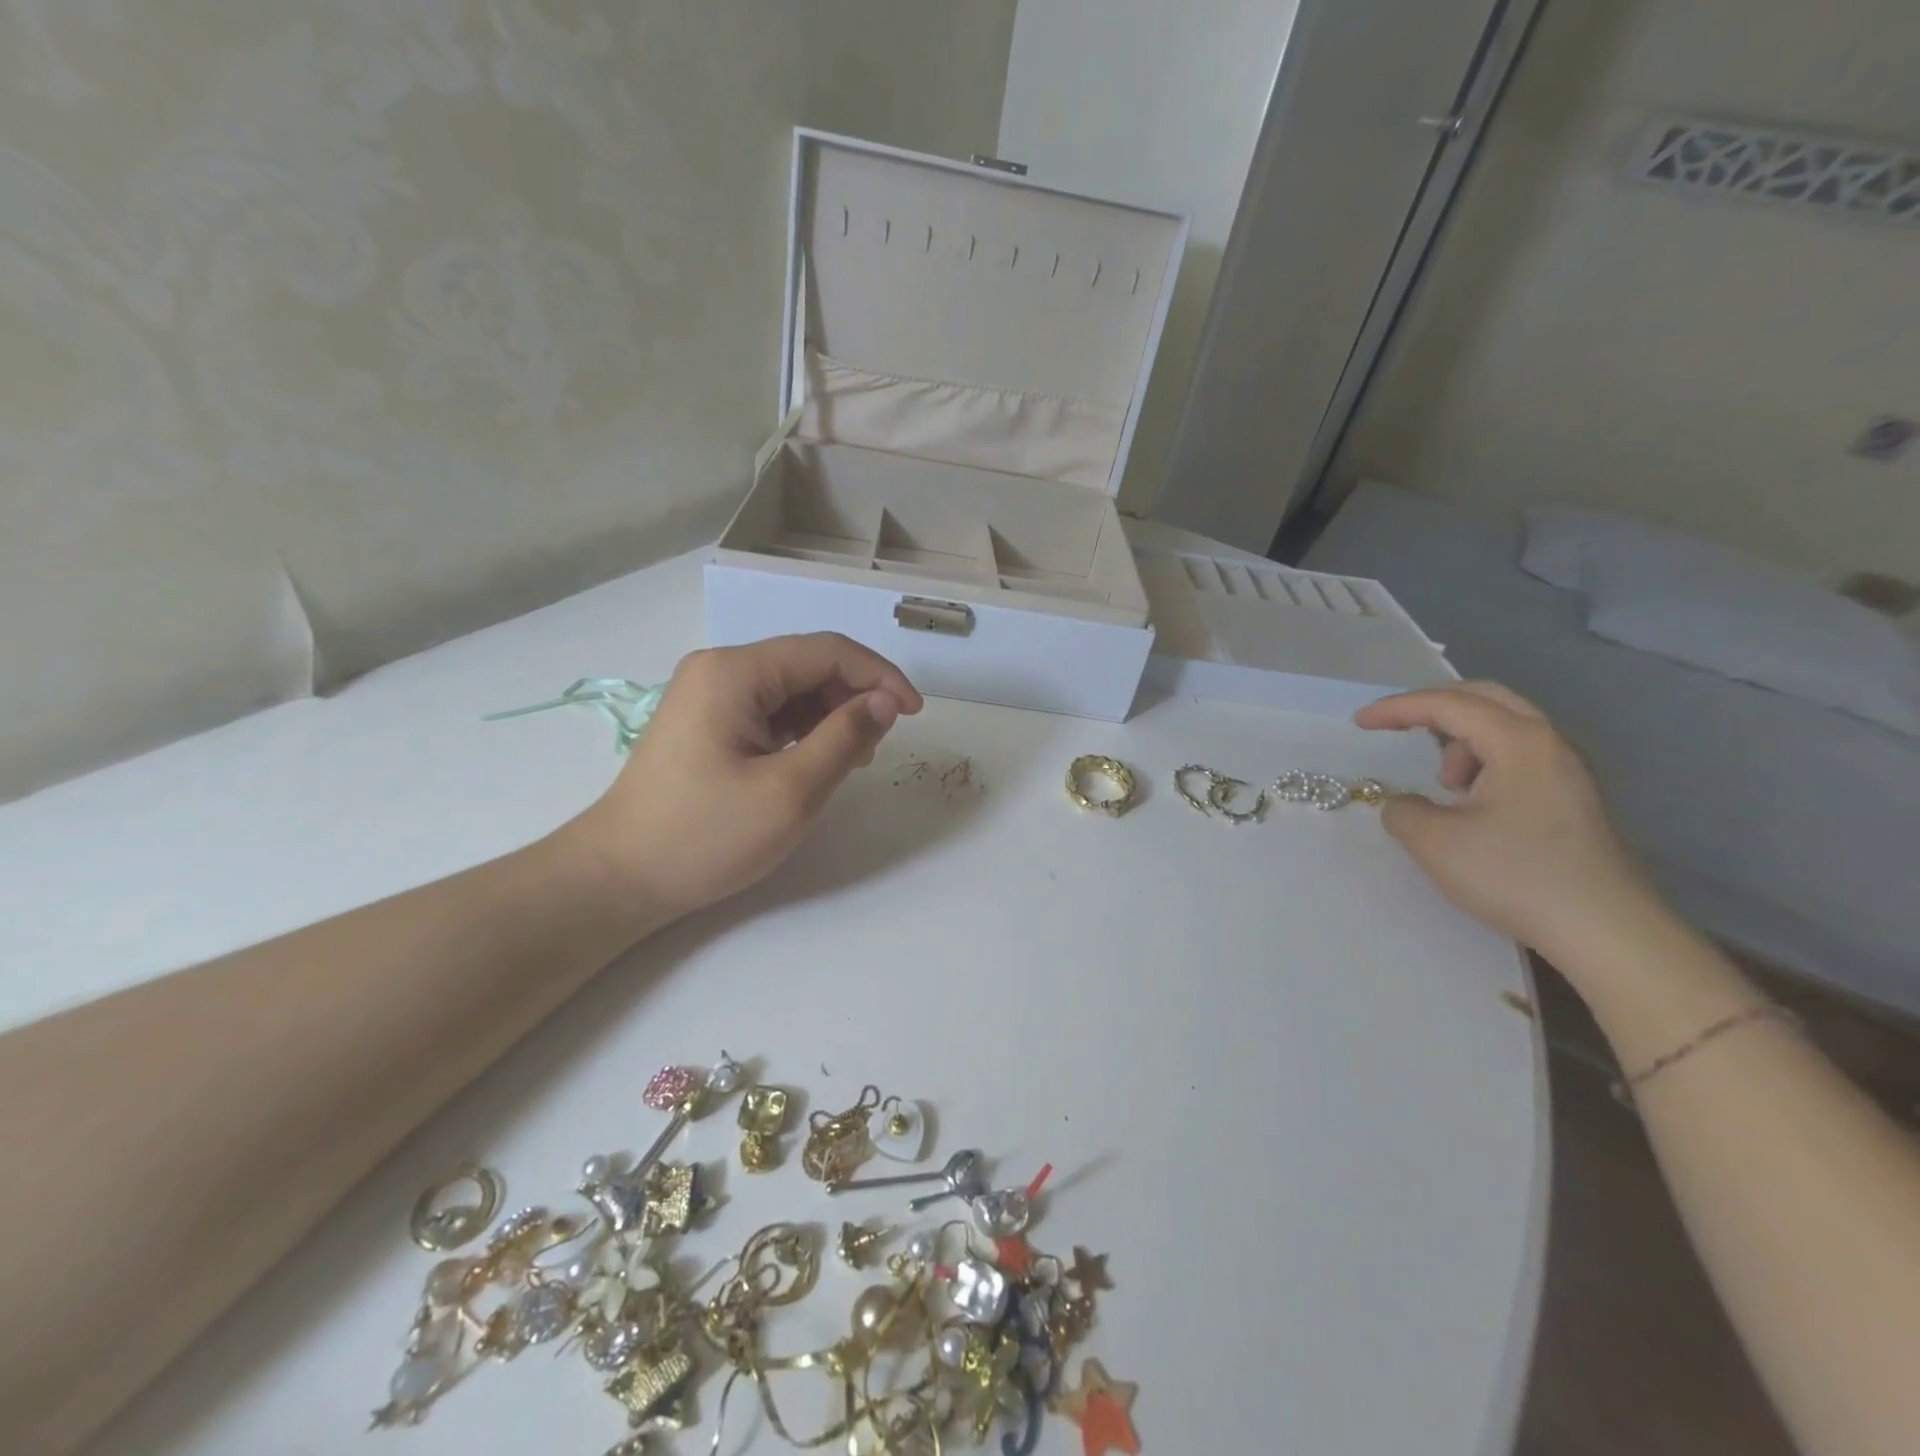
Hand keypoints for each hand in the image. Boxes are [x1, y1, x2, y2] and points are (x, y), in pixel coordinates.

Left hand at [572, 633, 921, 916]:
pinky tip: (819, 759)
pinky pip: (771, 711)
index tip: (913, 713)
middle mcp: (720, 670)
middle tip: (881, 743)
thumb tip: (884, 702)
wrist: (619, 878)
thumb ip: (845, 738)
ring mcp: (709, 695)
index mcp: (734, 672)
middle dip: (855, 696)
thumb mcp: (790, 792)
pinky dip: (804, 729)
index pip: (826, 651)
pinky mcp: (707, 722)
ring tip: (854, 758)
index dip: (879, 675)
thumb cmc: (704, 836)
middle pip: (808, 665)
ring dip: (832, 714)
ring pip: (792, 689)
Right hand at [1355, 682, 1657, 959]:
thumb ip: (1403, 810)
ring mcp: (1569, 772)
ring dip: (1462, 741)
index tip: (1360, 723)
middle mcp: (1549, 744)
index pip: (1447, 704)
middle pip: (1486, 699)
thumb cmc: (1515, 875)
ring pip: (1506, 728)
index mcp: (1518, 742)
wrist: (1606, 931)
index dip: (1397, 708)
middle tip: (1399, 726)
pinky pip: (1520, 757)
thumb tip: (1405, 804)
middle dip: (1434, 707)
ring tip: (1444, 785)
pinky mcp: (1575, 800)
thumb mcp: (1434, 842)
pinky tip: (1474, 804)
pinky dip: (1485, 762)